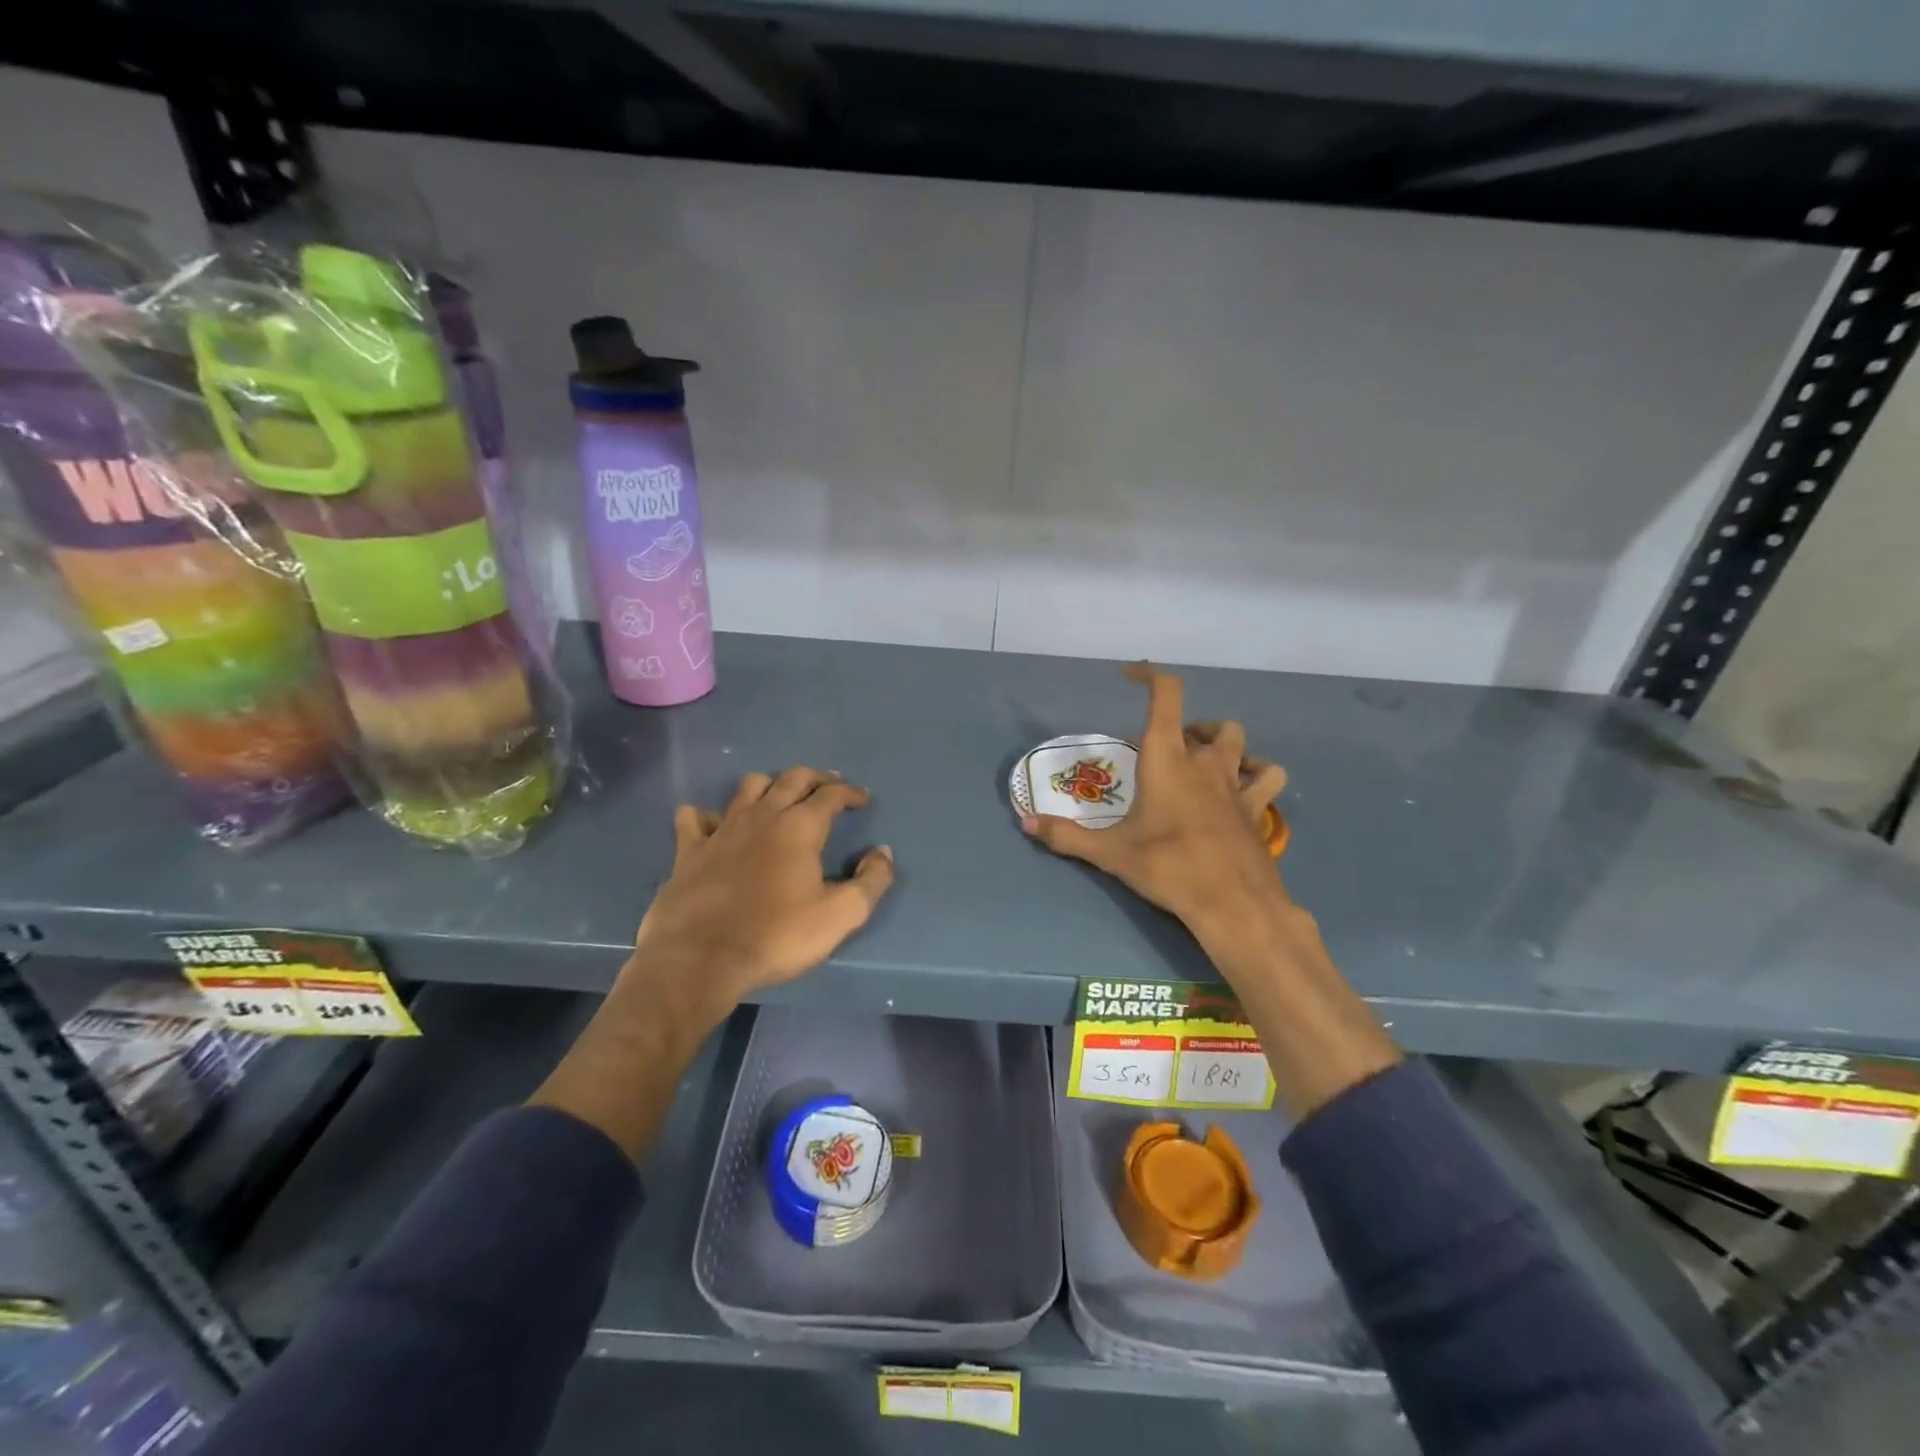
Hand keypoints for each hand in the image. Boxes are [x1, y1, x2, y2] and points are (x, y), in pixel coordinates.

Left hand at [531, 767, 893, 1159]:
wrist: (699, 959)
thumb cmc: (776, 936)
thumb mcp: (840, 916)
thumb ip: (872, 881)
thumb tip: (882, 853)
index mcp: (800, 827)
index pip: (831, 795)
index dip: (850, 793)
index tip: (862, 799)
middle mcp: (762, 816)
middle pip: (792, 778)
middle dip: (816, 778)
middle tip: (829, 785)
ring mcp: (722, 829)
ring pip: (749, 787)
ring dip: (770, 784)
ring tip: (780, 796)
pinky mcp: (690, 850)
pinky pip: (695, 818)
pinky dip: (707, 814)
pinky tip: (713, 823)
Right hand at [1021, 663, 1290, 942]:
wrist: (1233, 903)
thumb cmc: (1168, 867)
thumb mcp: (1109, 853)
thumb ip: (1066, 835)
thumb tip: (1025, 823)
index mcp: (1167, 759)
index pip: (1166, 695)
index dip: (1150, 675)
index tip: (1130, 674)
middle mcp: (1204, 761)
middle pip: (1202, 723)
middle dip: (1182, 728)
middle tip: (1160, 752)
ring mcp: (1236, 783)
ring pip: (1238, 740)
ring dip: (1220, 742)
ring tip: (1201, 760)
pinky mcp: (1256, 808)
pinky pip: (1266, 776)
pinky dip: (1257, 772)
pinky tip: (1244, 785)